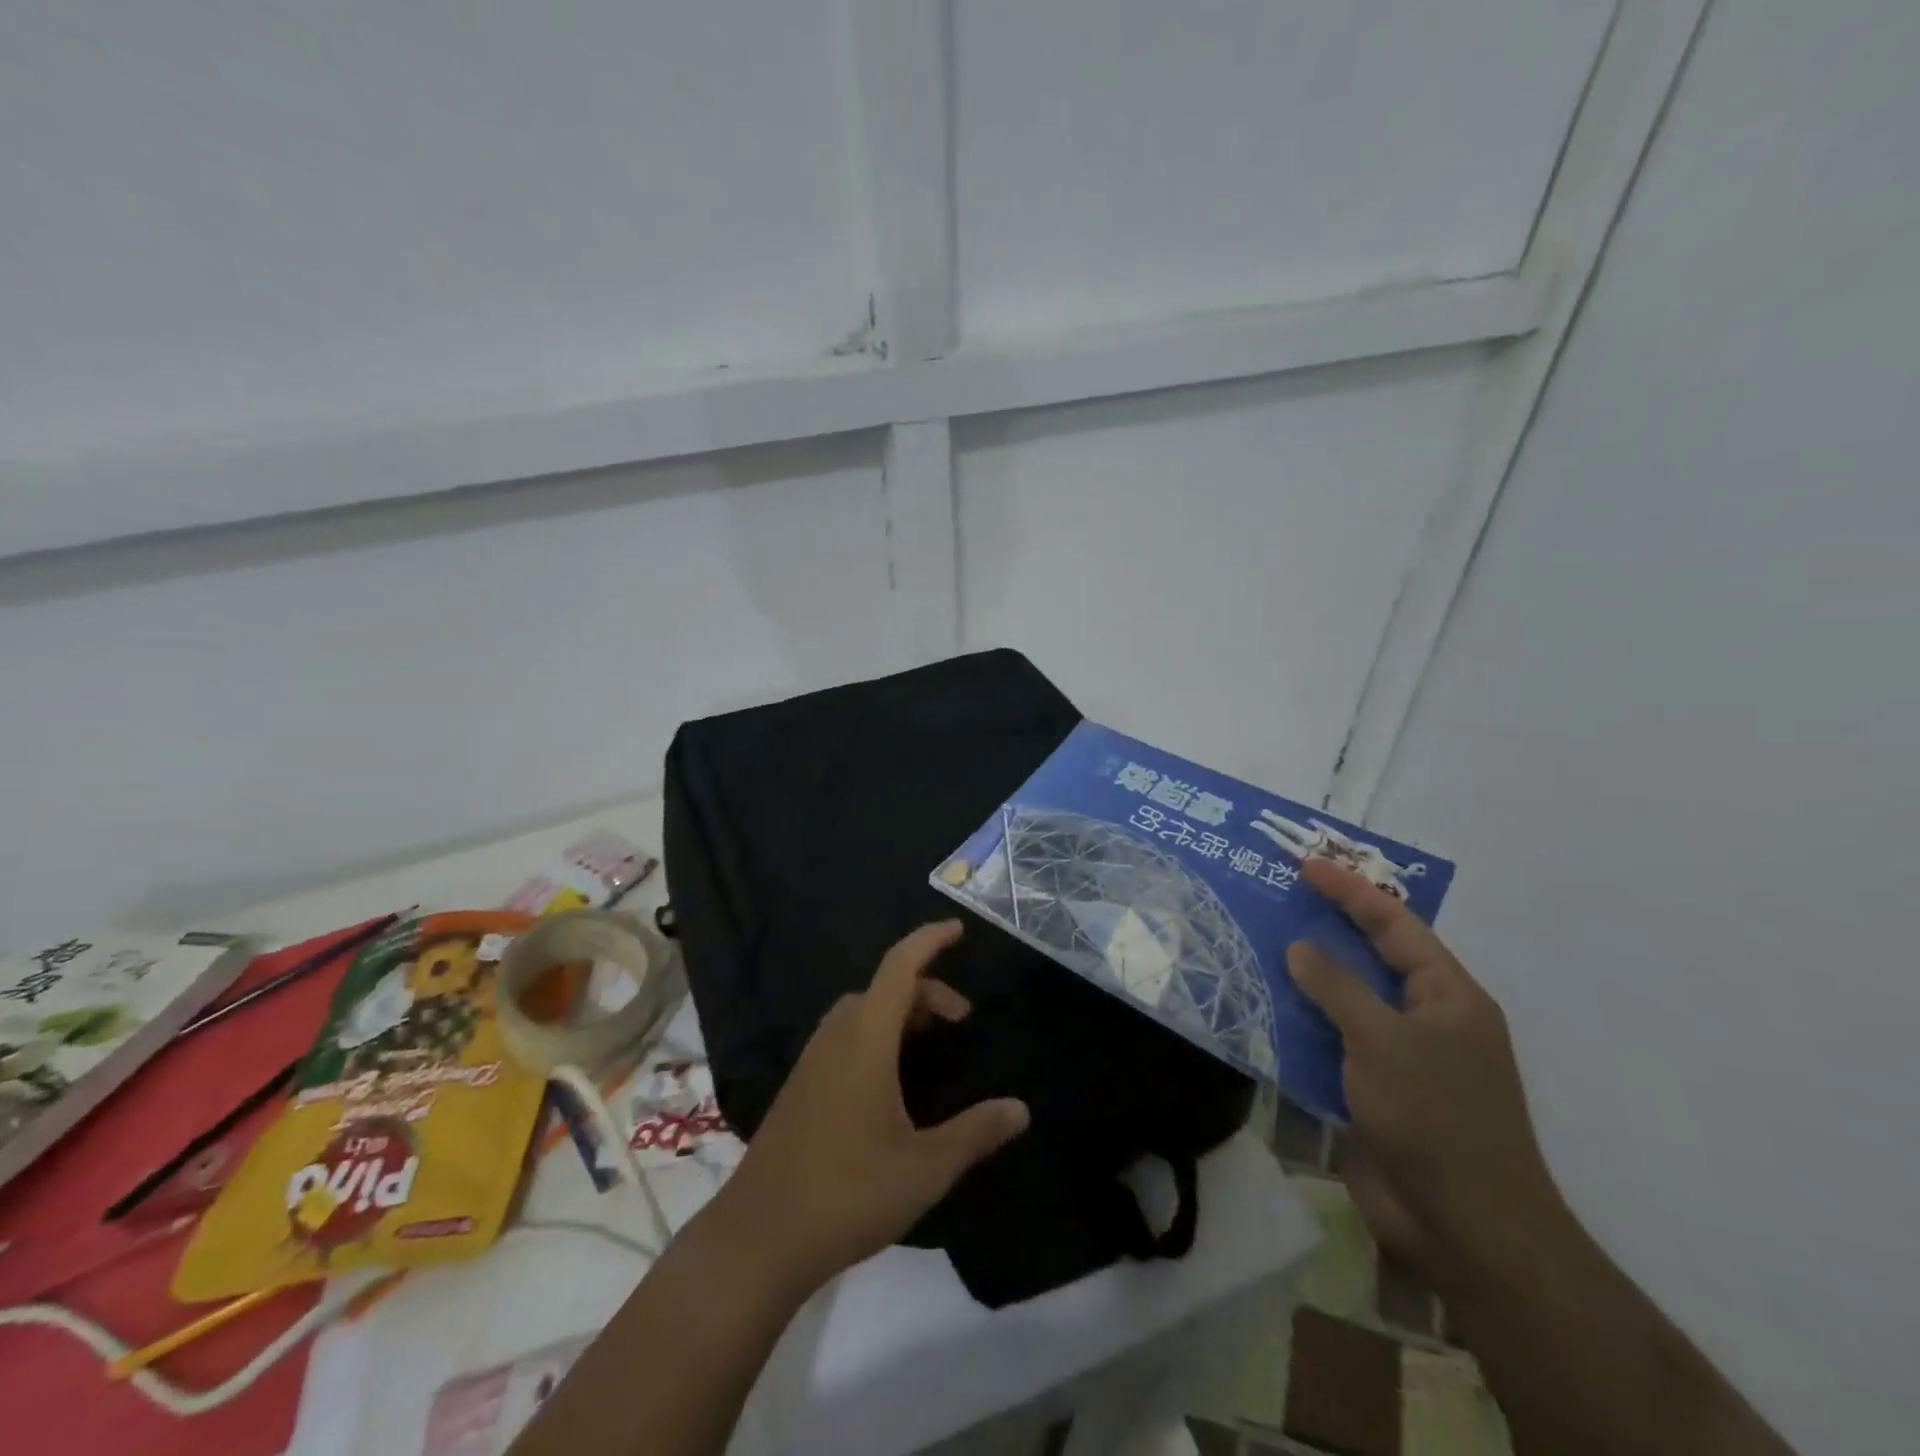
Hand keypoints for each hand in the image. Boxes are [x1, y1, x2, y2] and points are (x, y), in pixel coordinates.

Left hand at [716, 921, 1029, 1293]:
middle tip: (959, 1022)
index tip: (957, 928)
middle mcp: (836, 1037)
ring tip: (928, 1045)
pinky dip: (875, 1035)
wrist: (758, 1238)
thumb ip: (976, 1132)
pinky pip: (844, 1037)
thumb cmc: (848, 1192)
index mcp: (866, 1038)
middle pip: (883, 987)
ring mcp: (811, 1061)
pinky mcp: (799, 1087)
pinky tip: (889, 1083)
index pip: (900, 966)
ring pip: (860, 1012)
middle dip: (925, 990)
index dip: (929, 940)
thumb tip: (1021, 1109)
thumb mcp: (926, 1167)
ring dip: (898, 1013)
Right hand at [1286, 860, 1568, 1296]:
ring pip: (1346, 1002)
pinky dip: (1301, 1025)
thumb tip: (1299, 948)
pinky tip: (1263, 1011)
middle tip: (1277, 900)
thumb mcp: (1383, 1040)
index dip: (1351, 892)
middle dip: (1326, 929)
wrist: (1464, 1227)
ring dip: (1306, 979)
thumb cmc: (1435, 1118)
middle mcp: (1426, 1019)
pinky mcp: (1374, 1092)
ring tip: (1258, 947)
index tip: (1306, 867)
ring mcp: (1400, 1058)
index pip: (1395, 926)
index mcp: (1447, 996)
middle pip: (1371, 958)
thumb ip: (1337, 987)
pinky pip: (1331, 1044)